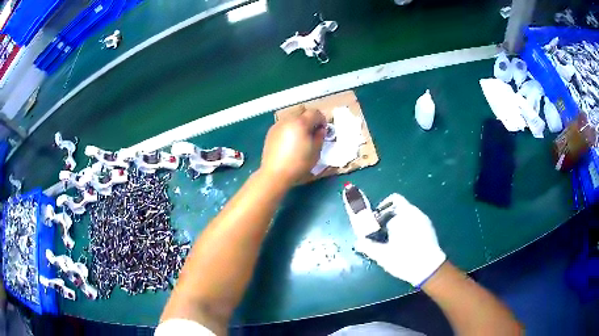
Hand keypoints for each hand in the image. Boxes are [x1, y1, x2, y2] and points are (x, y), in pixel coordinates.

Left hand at [260, 108, 325, 184]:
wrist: (275, 173)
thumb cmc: (298, 163)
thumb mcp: (316, 151)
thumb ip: (320, 136)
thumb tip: (320, 129)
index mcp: (301, 123)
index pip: (315, 112)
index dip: (322, 119)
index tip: (323, 130)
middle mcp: (289, 119)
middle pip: (303, 110)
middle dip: (310, 118)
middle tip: (313, 131)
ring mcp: (278, 124)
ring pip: (292, 115)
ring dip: (299, 121)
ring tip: (301, 135)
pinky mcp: (271, 131)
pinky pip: (284, 123)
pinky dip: (290, 126)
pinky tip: (290, 140)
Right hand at [355, 194, 445, 286]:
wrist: (429, 269)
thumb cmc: (405, 259)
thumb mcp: (382, 255)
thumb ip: (368, 246)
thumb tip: (358, 242)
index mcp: (404, 214)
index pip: (392, 201)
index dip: (381, 210)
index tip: (374, 222)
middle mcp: (415, 213)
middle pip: (400, 206)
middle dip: (388, 215)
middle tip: (380, 231)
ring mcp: (424, 220)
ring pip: (407, 214)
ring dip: (397, 221)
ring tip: (390, 238)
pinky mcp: (429, 228)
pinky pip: (415, 221)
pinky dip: (407, 226)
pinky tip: (403, 242)